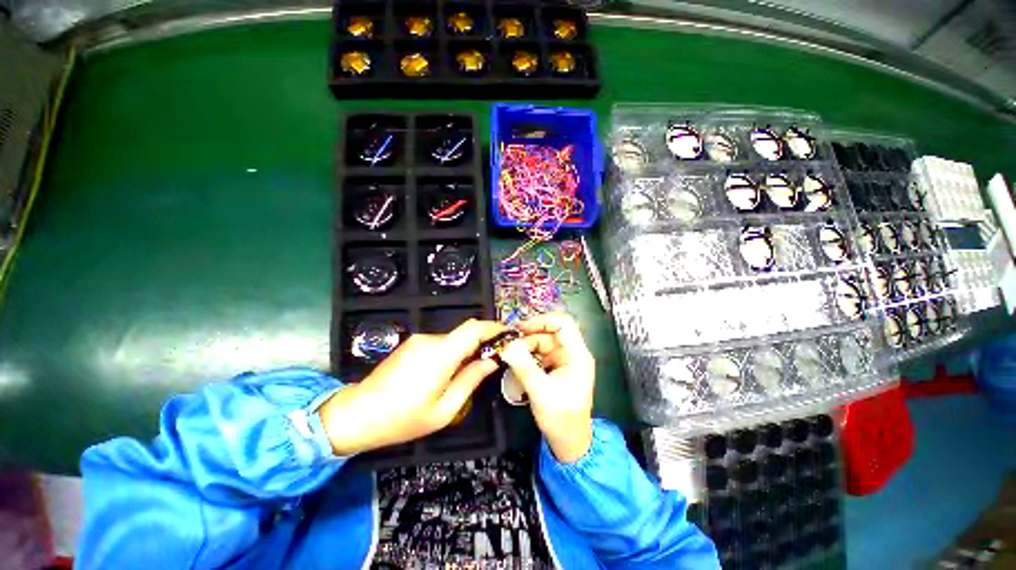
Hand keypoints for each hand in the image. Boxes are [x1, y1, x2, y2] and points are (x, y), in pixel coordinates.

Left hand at [319, 319, 505, 454]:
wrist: (356, 414)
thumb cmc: (402, 419)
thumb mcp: (444, 410)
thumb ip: (470, 380)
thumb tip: (491, 361)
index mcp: (440, 355)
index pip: (473, 329)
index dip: (493, 327)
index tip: (508, 334)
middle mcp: (430, 340)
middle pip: (464, 333)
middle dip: (483, 342)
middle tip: (494, 359)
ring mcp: (418, 340)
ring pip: (453, 339)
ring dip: (466, 350)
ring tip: (470, 371)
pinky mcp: (411, 344)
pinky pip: (440, 343)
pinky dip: (452, 352)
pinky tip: (448, 372)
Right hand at [500, 313, 595, 462]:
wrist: (569, 442)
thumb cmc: (561, 418)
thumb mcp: (540, 391)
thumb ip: (523, 366)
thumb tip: (507, 346)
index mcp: (577, 355)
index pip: (563, 324)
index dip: (542, 320)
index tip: (521, 328)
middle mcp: (573, 353)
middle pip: (550, 332)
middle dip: (529, 335)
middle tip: (509, 343)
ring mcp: (564, 360)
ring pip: (543, 342)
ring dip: (526, 346)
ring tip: (511, 355)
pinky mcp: (557, 367)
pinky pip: (541, 353)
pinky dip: (529, 355)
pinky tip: (518, 362)